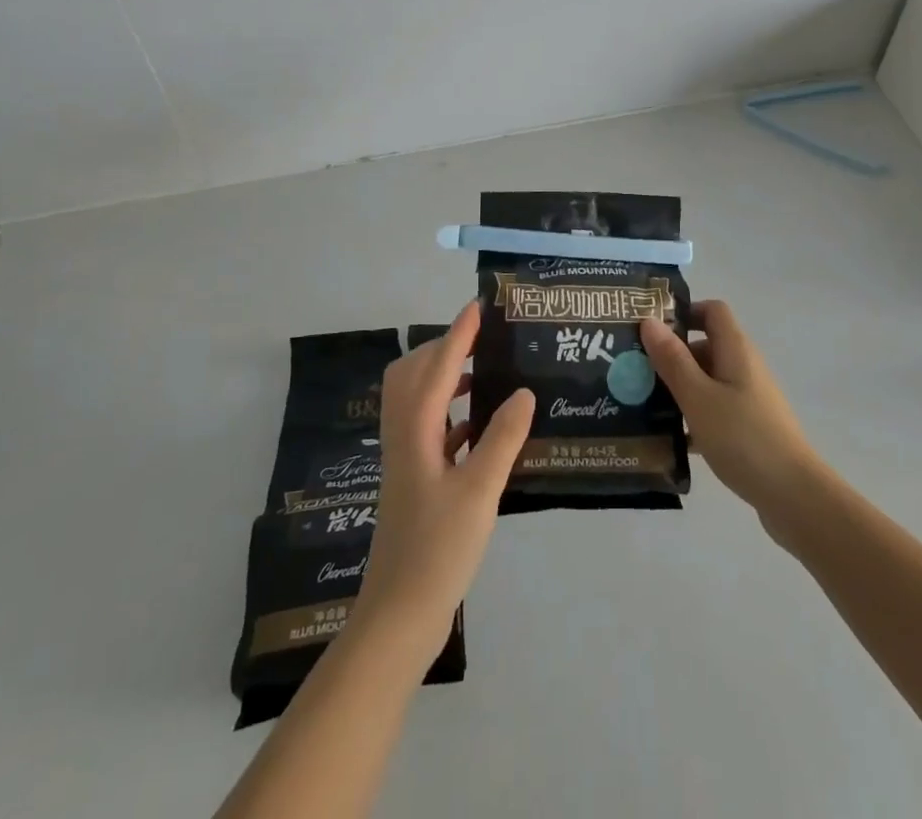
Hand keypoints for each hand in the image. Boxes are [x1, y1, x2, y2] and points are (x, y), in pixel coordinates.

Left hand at [357, 303, 534, 661]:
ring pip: (418, 400)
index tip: (479, 306)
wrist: (399, 615)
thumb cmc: (438, 549)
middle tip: (482, 340)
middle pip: (415, 373)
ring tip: (485, 374)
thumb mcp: (480, 491)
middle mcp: (405, 435)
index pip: (439, 366)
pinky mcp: (413, 480)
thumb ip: (503, 438)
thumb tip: (523, 392)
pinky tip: (481, 426)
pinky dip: (451, 413)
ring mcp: (406, 459)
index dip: (459, 334)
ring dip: (446, 378)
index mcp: (416, 429)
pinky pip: (429, 427)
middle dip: (444, 348)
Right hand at [641, 300, 827, 543]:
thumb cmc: (743, 437)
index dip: (684, 312)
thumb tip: (649, 320)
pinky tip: (669, 439)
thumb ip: (673, 360)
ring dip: (678, 388)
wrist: (793, 495)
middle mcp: (744, 366)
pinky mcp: (749, 426)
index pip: (712, 311)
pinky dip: (692, 416)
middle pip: (705, 346)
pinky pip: (714, 409)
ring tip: (642, 404)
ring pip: (707, 380)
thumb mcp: (698, 396)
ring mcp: (749, 398)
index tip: (651, 329)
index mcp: (736, 349)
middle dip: (671, 355)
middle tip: (634, 370)